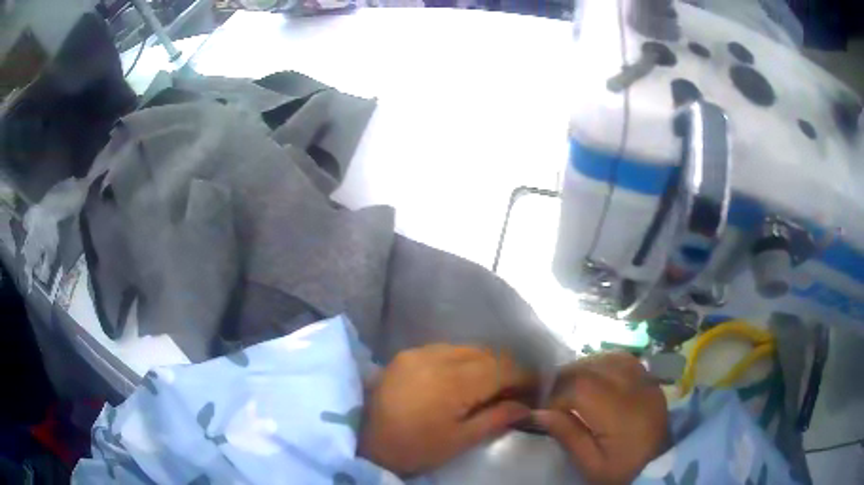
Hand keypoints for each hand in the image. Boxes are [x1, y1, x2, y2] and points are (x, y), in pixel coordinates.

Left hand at [358, 344, 534, 475]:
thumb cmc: (413, 447)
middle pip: (486, 353)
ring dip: (484, 363)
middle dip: (506, 370)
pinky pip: (445, 350)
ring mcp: (418, 352)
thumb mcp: (459, 441)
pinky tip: (461, 379)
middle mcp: (437, 356)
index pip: (502, 367)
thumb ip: (496, 419)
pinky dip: (462, 361)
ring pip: (466, 348)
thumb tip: (526, 406)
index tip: (535, 389)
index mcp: (453, 381)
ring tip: (489, 387)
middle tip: (513, 392)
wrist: (362, 440)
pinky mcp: (405, 354)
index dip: (524, 376)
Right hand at [532, 352, 668, 484]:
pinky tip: (594, 378)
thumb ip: (568, 435)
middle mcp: (635, 388)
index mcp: (621, 413)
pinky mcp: (649, 379)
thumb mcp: (591, 464)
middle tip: (552, 397)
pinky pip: (622, 359)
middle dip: (565, 378)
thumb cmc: (622, 469)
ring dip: (583, 368)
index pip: (581, 386)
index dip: (555, 394)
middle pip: (593, 367)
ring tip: (570, 387)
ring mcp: (646, 380)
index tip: (543, 409)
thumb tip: (538, 412)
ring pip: (607, 358)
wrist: (659, 465)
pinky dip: (602, 364)